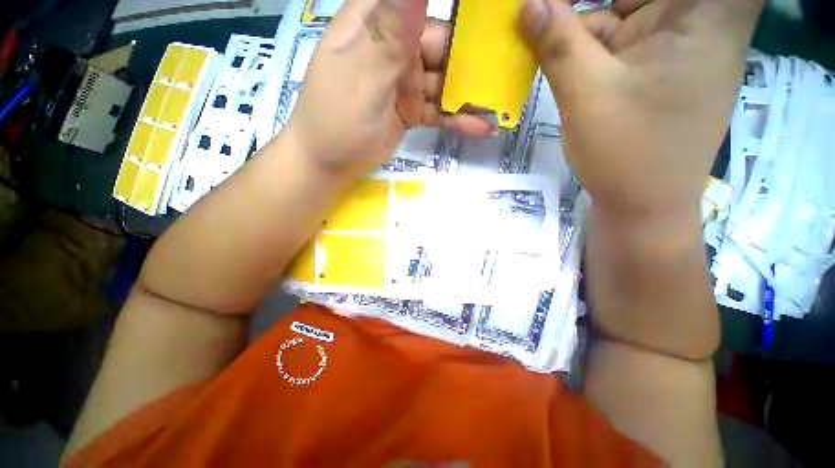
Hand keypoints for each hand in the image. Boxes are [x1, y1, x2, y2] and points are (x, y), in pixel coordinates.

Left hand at [287, 0, 493, 177]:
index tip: (488, 15)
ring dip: (469, 95)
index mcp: (375, 23)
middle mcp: (394, 47)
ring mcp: (404, 81)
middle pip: (441, 44)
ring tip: (499, 106)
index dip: (454, 8)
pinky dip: (458, 118)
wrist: (330, 162)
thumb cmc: (336, 118)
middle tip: (504, 74)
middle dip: (470, 61)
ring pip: (444, 81)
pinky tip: (481, 126)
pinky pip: (439, 110)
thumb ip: (390, 33)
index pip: (414, 1)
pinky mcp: (411, 109)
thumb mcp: (362, 76)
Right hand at [519, 0, 763, 223]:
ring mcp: (672, 45)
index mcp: (706, 15)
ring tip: (543, 40)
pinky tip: (558, 58)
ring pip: (620, 13)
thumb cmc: (627, 155)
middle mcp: (696, 21)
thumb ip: (558, 45)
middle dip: (586, 7)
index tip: (574, 5)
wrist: (641, 206)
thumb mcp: (587, 96)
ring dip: (579, 28)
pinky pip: (614, 41)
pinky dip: (584, 47)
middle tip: (545, 16)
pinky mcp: (652, 67)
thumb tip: (528, 4)